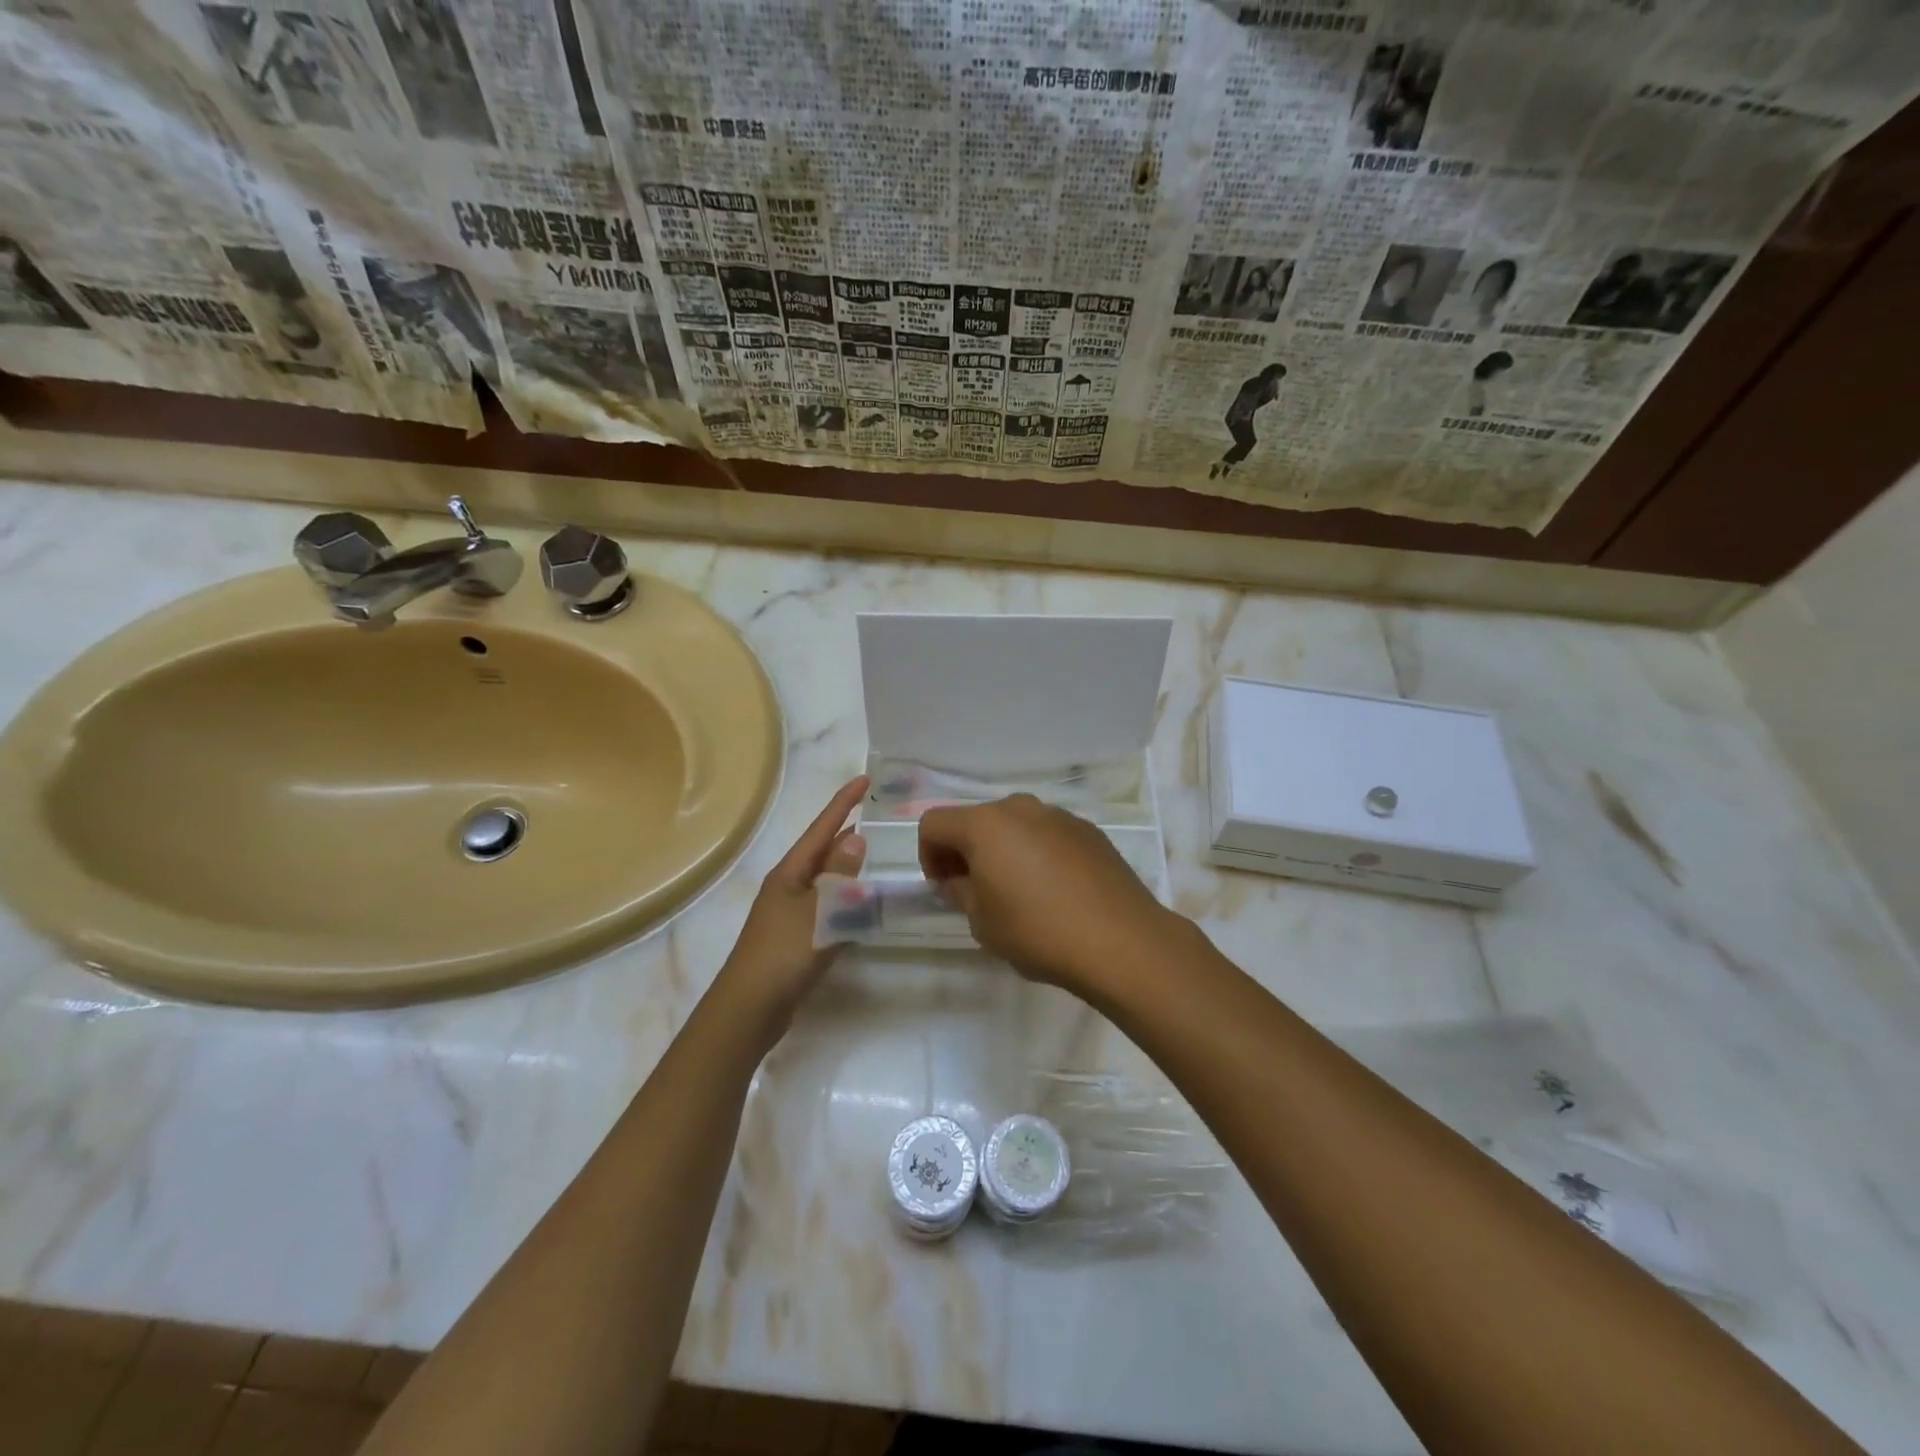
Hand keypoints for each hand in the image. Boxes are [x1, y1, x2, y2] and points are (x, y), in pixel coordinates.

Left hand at [717, 776, 867, 1033]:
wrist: (749, 1009)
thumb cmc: (782, 954)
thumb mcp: (817, 911)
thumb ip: (839, 875)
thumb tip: (856, 837)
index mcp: (789, 873)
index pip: (822, 829)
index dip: (843, 803)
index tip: (864, 779)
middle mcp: (788, 886)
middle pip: (821, 849)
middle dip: (846, 829)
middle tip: (876, 813)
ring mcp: (791, 912)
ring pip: (826, 878)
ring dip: (847, 863)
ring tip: (875, 850)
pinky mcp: (797, 937)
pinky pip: (828, 905)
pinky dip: (846, 896)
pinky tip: (861, 903)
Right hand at [918, 793, 1188, 996]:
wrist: (1121, 941)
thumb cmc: (1038, 931)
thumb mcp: (983, 922)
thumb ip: (961, 893)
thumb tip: (957, 881)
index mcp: (986, 824)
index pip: (934, 824)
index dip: (928, 855)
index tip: (944, 888)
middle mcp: (1021, 808)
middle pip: (977, 820)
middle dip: (967, 851)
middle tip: (976, 892)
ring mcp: (1059, 816)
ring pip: (1015, 826)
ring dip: (1004, 851)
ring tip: (1020, 894)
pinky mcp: (1089, 831)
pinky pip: (1048, 835)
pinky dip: (1038, 854)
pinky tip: (1055, 892)